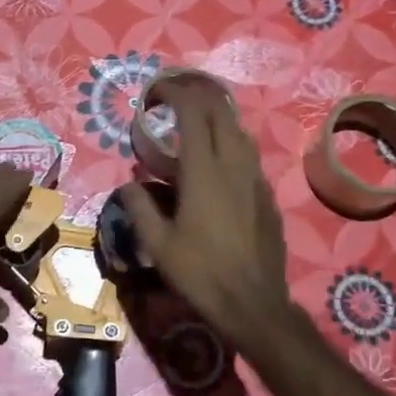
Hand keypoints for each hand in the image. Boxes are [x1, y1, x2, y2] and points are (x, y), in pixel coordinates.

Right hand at [123, 83, 294, 347]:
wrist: (253, 303)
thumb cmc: (200, 274)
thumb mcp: (157, 244)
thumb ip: (139, 207)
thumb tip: (128, 185)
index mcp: (203, 171)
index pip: (193, 112)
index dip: (174, 92)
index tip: (155, 91)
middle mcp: (234, 165)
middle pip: (220, 111)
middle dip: (197, 94)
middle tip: (173, 97)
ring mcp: (255, 178)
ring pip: (239, 130)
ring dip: (215, 116)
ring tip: (193, 122)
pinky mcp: (267, 195)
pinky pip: (248, 155)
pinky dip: (229, 143)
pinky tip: (216, 162)